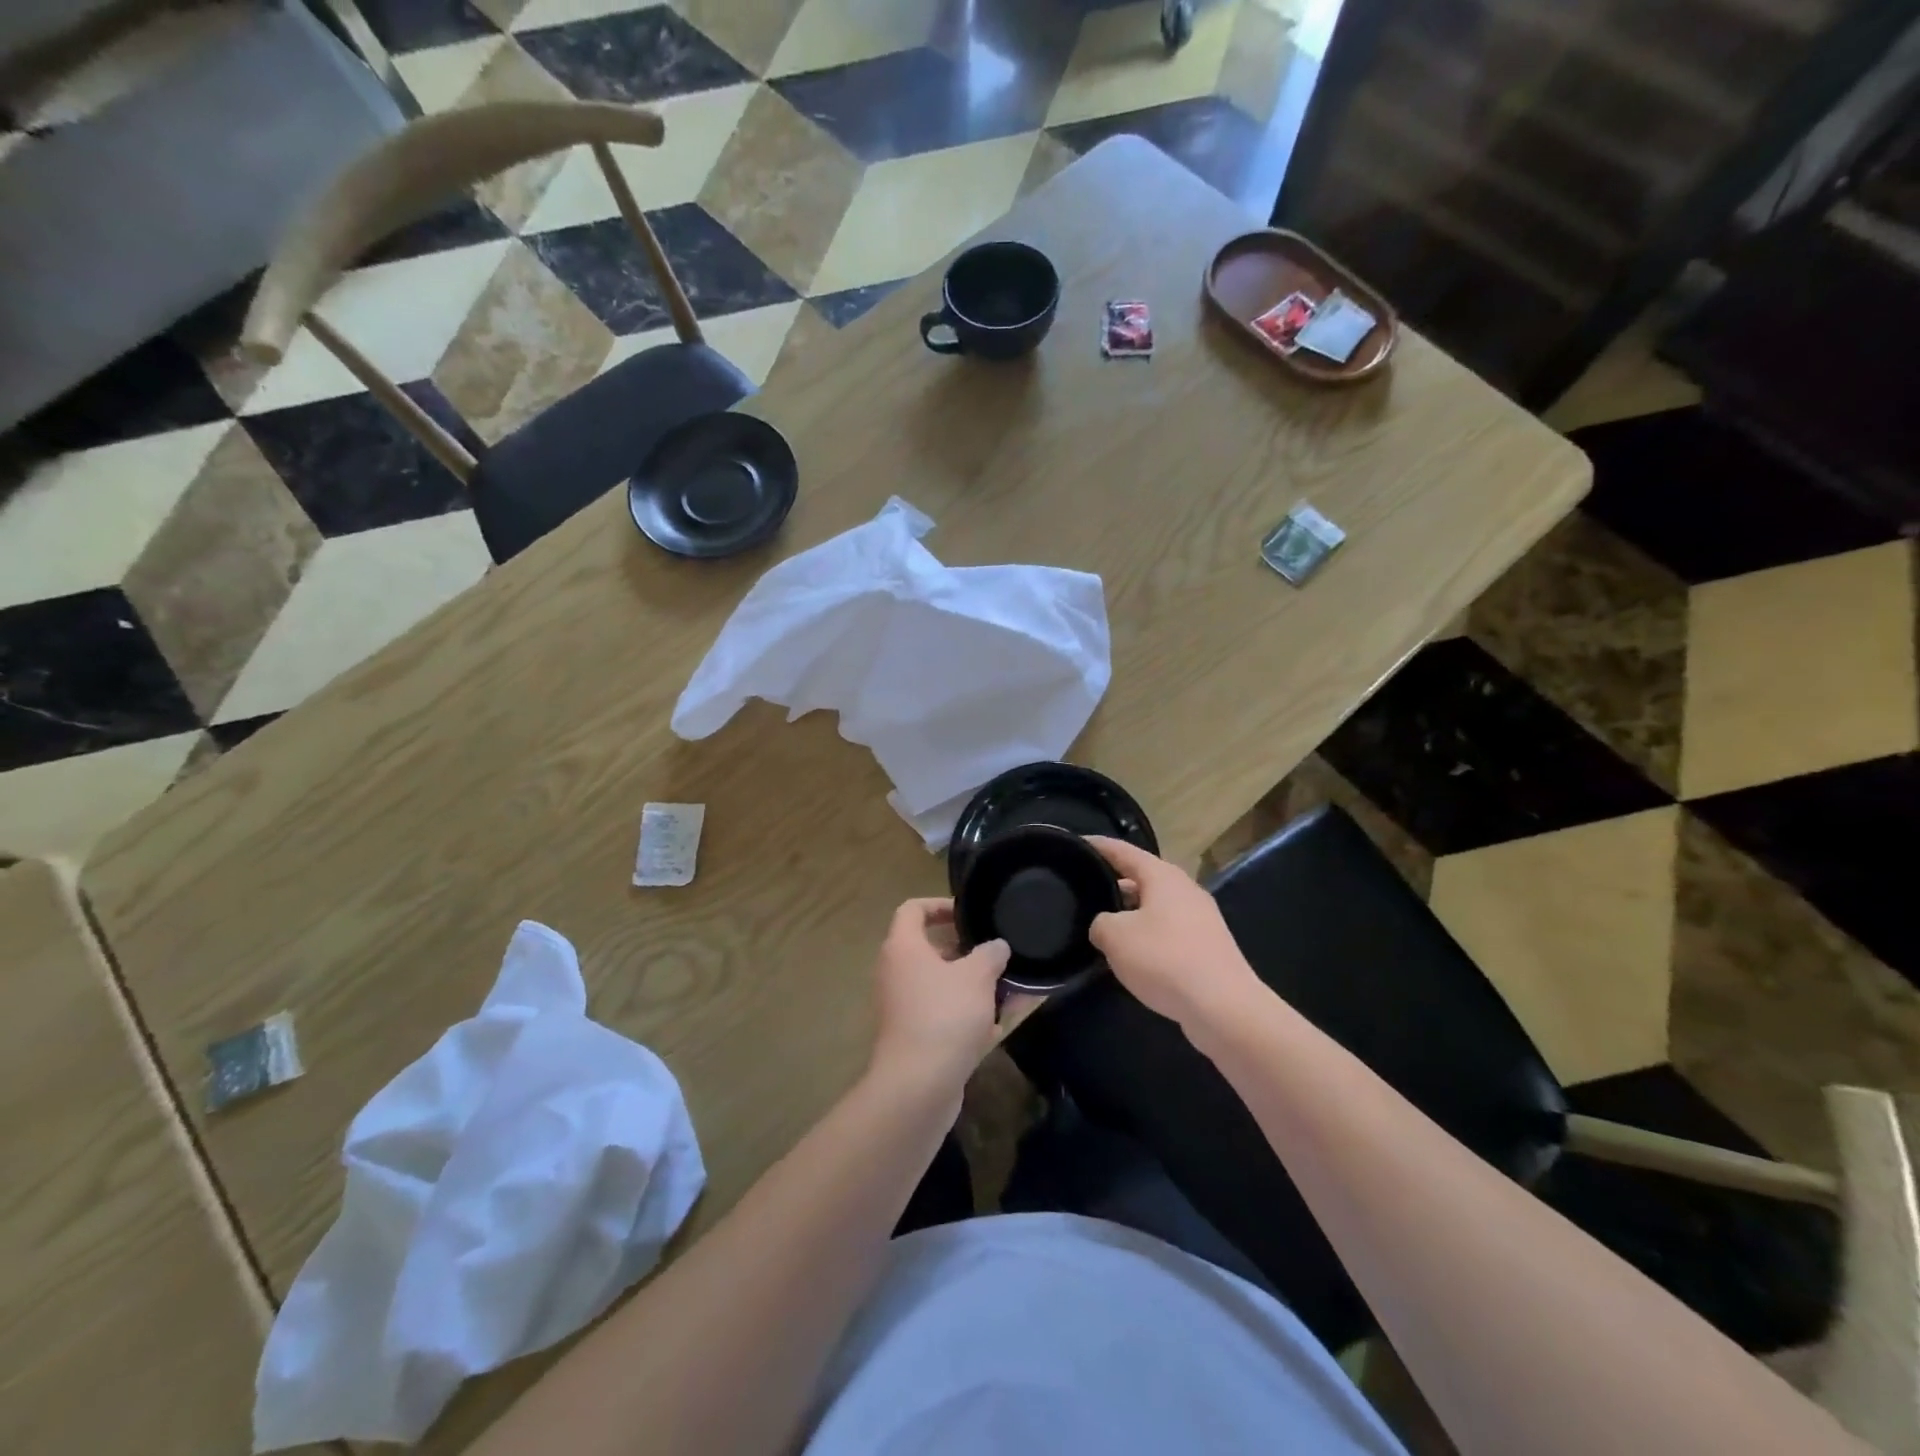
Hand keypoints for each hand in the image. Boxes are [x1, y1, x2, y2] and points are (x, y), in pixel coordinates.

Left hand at [868, 899, 1017, 1097]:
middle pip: (929, 949)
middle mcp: (895, 972)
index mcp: (903, 948)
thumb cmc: (945, 1015)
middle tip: (995, 955)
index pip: (913, 909)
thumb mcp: (977, 976)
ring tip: (1006, 991)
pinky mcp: (912, 1036)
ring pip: (940, 985)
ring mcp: (901, 1007)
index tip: (968, 914)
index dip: (940, 905)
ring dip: (971, 986)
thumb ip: (990, 954)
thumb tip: (996, 947)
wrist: (918, 1085)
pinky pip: (942, 1014)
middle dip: (966, 952)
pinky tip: (996, 1028)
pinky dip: (966, 1016)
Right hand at [1086, 837, 1262, 1029]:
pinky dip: (1147, 937)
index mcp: (1162, 876)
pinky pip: (1168, 931)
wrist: (1224, 1007)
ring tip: (1102, 926)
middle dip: (1113, 883)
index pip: (1123, 851)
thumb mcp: (1115, 937)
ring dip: (1130, 914)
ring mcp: (1200, 918)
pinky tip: (1132, 956)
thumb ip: (1100, 923)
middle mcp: (1184, 889)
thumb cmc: (1165, 959)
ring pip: (1155, 907)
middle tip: (1084, 891)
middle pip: (1142, 878)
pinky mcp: (1207, 947)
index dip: (1098, 846)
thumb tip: (1105, 925)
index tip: (1076, 844)